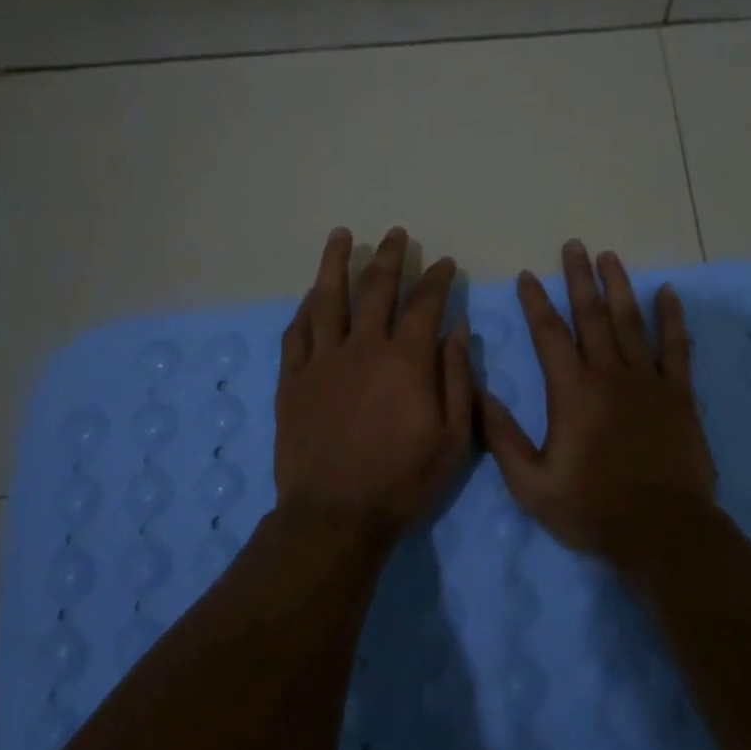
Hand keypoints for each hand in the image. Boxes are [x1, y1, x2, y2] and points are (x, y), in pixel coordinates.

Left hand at [275, 226, 473, 541]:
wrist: (336, 515)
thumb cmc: (404, 480)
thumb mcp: (453, 437)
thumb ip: (456, 378)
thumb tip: (456, 330)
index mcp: (406, 361)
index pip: (424, 304)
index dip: (436, 279)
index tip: (443, 263)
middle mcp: (363, 348)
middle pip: (375, 289)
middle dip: (389, 257)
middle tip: (395, 234)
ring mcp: (322, 361)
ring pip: (327, 299)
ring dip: (336, 263)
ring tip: (341, 236)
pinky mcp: (293, 380)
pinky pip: (297, 333)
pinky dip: (306, 309)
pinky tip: (311, 295)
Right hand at [480, 240, 717, 566]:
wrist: (662, 531)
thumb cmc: (591, 509)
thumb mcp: (531, 484)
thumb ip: (503, 437)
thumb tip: (479, 393)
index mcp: (572, 392)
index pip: (549, 334)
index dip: (536, 302)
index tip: (528, 276)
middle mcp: (609, 375)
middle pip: (591, 315)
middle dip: (579, 278)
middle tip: (573, 245)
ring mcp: (648, 381)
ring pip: (630, 322)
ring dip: (618, 286)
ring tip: (609, 256)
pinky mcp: (679, 395)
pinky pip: (676, 348)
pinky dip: (671, 319)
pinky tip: (667, 293)